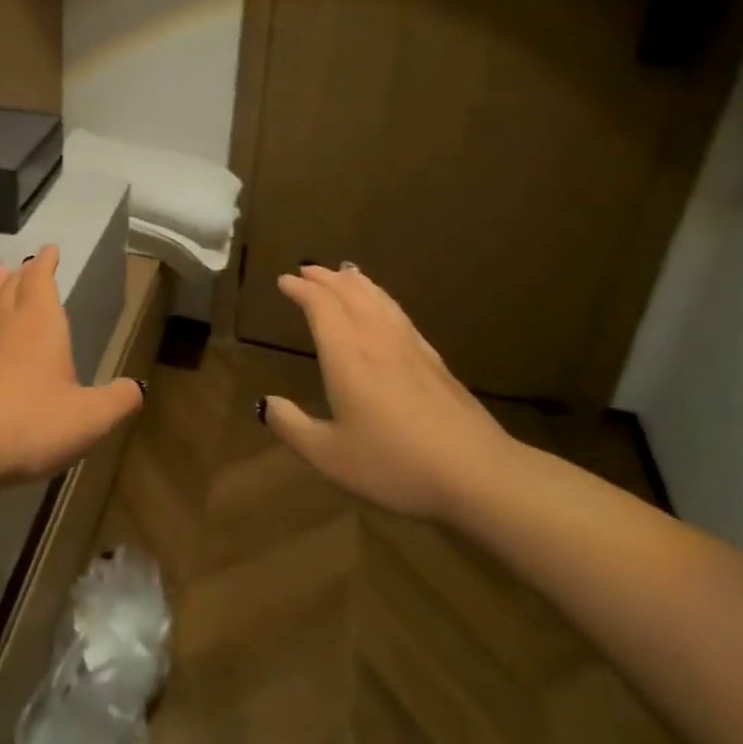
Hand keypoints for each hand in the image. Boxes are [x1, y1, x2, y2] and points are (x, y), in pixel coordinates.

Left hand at [0, 246, 143, 486]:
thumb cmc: (31, 423)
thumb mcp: (89, 418)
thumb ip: (117, 401)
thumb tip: (136, 388)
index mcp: (40, 324)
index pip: (41, 280)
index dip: (46, 263)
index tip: (50, 249)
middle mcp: (8, 326)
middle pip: (13, 288)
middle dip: (22, 273)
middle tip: (25, 263)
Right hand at [262, 263, 519, 520]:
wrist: (477, 474)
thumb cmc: (394, 463)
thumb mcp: (329, 455)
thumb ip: (292, 427)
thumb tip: (264, 404)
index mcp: (346, 354)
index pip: (320, 306)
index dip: (301, 289)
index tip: (285, 280)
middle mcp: (376, 339)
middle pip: (350, 294)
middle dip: (325, 278)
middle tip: (307, 270)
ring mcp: (410, 347)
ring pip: (378, 299)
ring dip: (356, 283)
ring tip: (344, 273)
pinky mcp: (435, 361)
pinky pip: (400, 315)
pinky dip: (384, 300)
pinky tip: (386, 308)